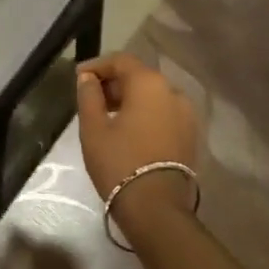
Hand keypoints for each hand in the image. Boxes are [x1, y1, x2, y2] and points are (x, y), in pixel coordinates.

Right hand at [75, 53, 198, 221]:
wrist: (156, 208)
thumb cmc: (119, 162)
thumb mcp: (93, 128)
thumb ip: (89, 95)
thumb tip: (87, 78)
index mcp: (149, 83)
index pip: (121, 60)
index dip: (97, 65)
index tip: (78, 77)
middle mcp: (173, 91)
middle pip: (139, 76)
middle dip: (114, 82)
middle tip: (90, 97)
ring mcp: (186, 114)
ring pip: (153, 95)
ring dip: (130, 98)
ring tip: (107, 115)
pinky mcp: (190, 135)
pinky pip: (163, 113)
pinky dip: (145, 113)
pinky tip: (128, 129)